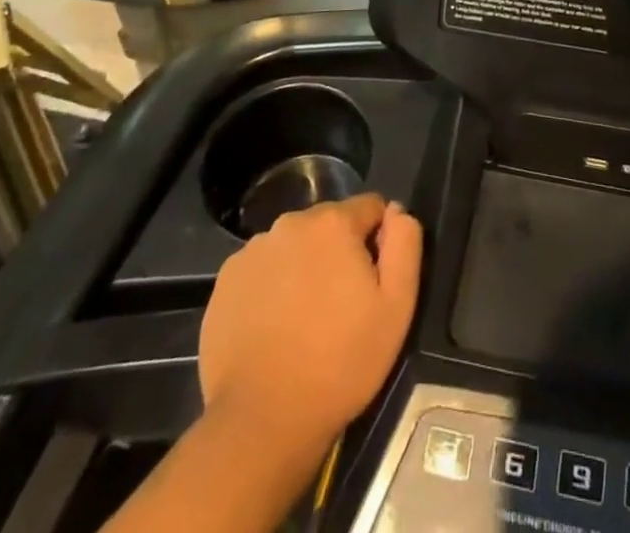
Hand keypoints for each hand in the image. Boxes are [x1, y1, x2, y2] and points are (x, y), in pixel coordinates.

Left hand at [198, 195, 421, 452]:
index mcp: (333, 222)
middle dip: (339, 252)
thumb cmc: (340, 362)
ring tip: (304, 321)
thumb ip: (404, 243)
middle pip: (328, 225)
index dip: (378, 241)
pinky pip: (262, 271)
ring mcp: (252, 251)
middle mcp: (290, 223)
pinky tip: (274, 329)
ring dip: (304, 268)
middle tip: (340, 306)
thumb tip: (396, 210)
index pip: (369, 208)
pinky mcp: (225, 282)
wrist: (261, 422)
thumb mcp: (397, 306)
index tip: (373, 282)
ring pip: (293, 247)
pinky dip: (272, 288)